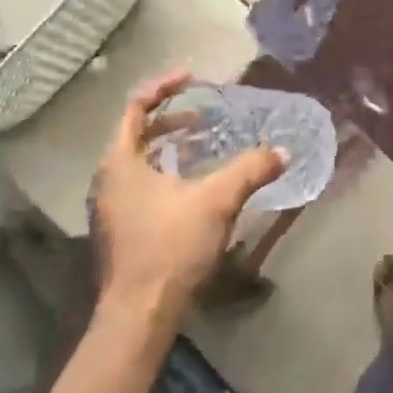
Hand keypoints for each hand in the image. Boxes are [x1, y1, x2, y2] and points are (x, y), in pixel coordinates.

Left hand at [89, 72, 286, 317]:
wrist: (139, 314)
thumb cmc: (170, 246)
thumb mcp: (217, 201)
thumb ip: (251, 169)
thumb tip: (283, 151)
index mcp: (120, 163)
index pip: (135, 109)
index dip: (163, 88)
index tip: (192, 78)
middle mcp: (109, 181)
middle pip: (136, 134)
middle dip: (171, 119)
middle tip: (204, 114)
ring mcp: (113, 208)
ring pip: (140, 162)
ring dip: (171, 147)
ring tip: (204, 144)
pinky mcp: (123, 229)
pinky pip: (144, 184)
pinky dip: (168, 172)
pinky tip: (197, 185)